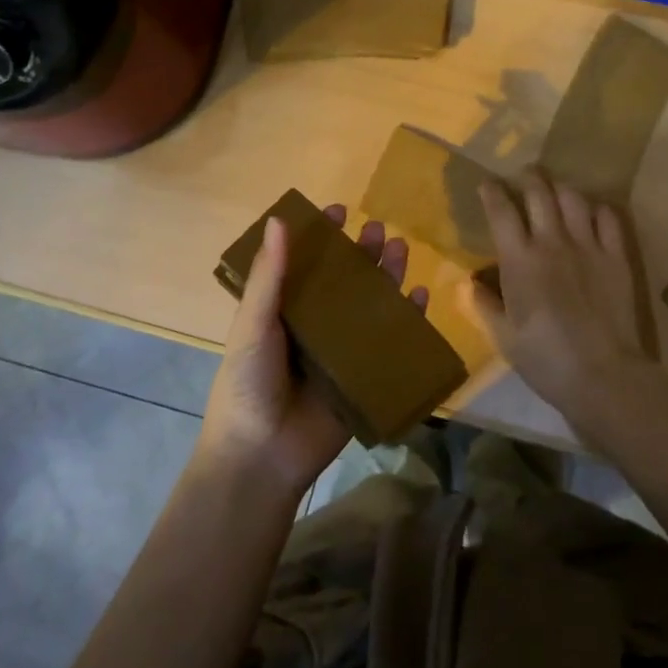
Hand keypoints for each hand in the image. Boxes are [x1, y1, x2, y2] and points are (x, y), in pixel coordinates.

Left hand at [197, 205, 429, 499]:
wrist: (263, 457)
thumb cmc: (248, 384)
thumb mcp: (253, 325)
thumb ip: (269, 276)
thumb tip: (281, 219)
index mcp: (283, 311)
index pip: (305, 264)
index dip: (320, 237)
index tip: (337, 211)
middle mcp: (314, 325)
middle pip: (344, 281)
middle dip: (361, 253)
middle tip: (377, 229)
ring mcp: (342, 350)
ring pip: (370, 305)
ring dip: (387, 276)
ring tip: (400, 248)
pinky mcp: (365, 375)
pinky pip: (392, 341)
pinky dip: (408, 318)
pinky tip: (419, 295)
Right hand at [474, 172, 658, 434]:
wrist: (603, 374)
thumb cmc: (545, 359)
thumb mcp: (504, 337)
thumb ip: (485, 304)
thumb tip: (472, 282)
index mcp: (519, 260)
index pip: (501, 211)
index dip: (492, 192)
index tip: (488, 183)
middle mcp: (552, 242)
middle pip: (538, 192)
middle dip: (528, 177)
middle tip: (524, 175)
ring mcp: (588, 245)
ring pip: (573, 197)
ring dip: (560, 189)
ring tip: (556, 191)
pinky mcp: (616, 255)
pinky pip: (608, 217)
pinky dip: (597, 209)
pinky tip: (592, 214)